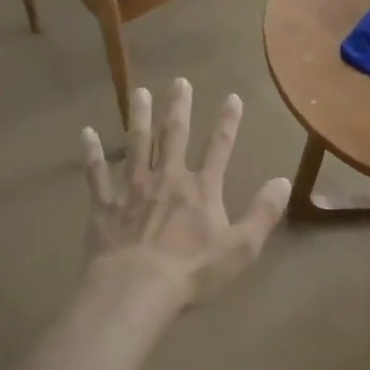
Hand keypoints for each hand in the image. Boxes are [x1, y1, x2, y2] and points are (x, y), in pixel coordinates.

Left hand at [81, 79, 290, 305]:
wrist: (136, 288)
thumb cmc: (192, 271)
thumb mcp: (240, 247)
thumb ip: (263, 213)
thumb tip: (284, 181)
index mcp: (201, 189)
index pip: (219, 148)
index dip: (228, 122)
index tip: (232, 97)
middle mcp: (167, 178)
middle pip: (173, 135)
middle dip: (178, 107)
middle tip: (179, 81)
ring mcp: (133, 188)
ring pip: (136, 144)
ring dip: (138, 117)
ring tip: (138, 92)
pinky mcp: (106, 204)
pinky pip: (97, 174)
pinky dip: (92, 153)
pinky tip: (86, 134)